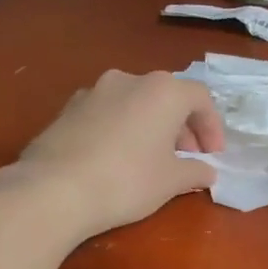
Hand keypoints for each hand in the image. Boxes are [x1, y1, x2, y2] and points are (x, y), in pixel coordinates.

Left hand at [0, 70, 224, 239]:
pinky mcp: (67, 108)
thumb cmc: (128, 180)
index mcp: (163, 90)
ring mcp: (94, 91)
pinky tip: (117, 159)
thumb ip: (195, 171)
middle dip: (182, 126)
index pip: (200, 98)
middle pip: (166, 96)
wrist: (54, 189)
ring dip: (150, 126)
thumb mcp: (172, 181)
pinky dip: (122, 129)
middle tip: (186, 157)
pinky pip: (107, 114)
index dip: (212, 127)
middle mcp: (129, 79)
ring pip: (134, 103)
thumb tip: (206, 171)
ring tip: (151, 158)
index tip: (213, 155)